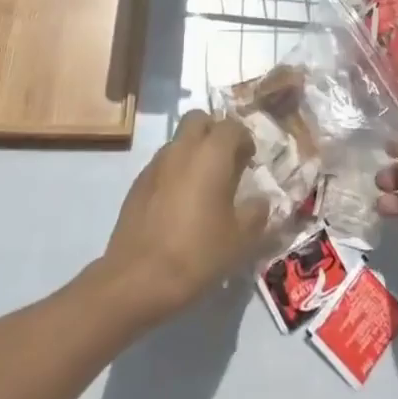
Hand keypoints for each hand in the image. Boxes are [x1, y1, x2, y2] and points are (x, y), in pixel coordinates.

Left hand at [98, 112, 267, 324]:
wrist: (137, 278)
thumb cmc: (197, 253)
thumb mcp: (240, 239)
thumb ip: (256, 212)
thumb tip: (260, 200)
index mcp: (211, 154)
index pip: (232, 126)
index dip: (244, 139)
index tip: (249, 161)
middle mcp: (182, 148)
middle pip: (199, 120)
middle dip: (214, 132)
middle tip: (225, 162)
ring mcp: (156, 164)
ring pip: (178, 141)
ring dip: (193, 151)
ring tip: (203, 186)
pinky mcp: (137, 183)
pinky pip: (162, 163)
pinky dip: (175, 171)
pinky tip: (179, 204)